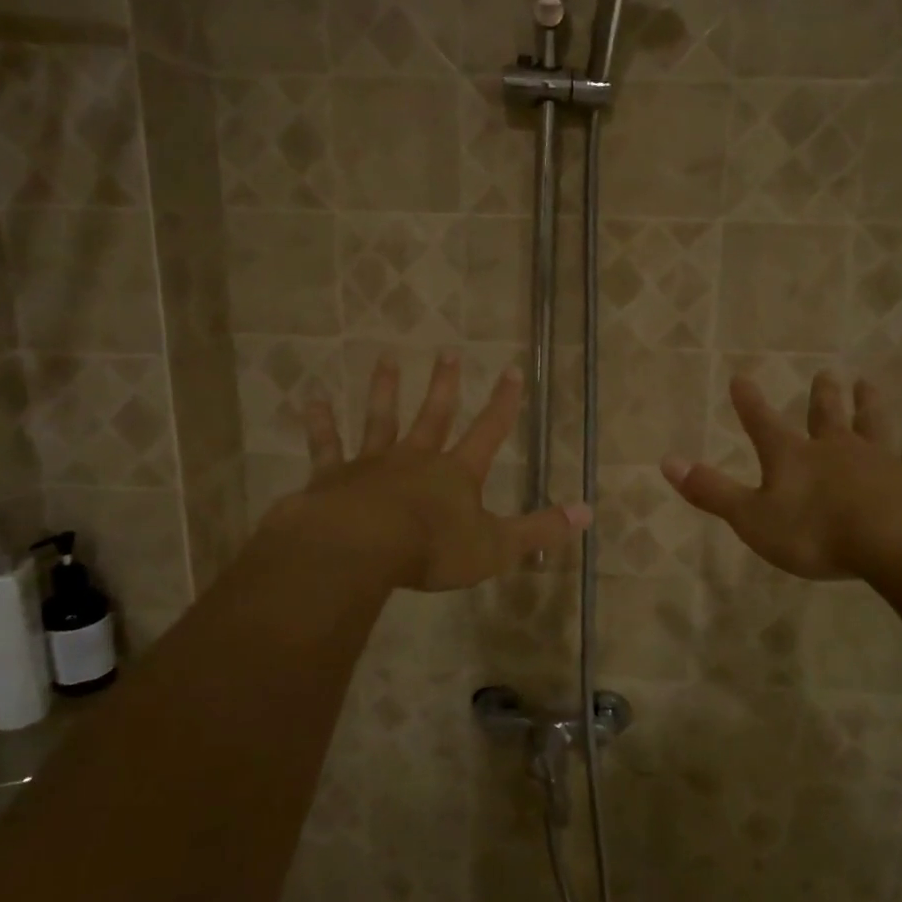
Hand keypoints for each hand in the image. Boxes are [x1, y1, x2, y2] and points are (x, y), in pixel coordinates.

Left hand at [261, 352, 590, 591]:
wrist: (362, 549)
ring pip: (381, 419)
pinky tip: (313, 400)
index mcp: (456, 474)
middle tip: (448, 352)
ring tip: (386, 359)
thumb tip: (589, 511)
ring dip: (385, 389)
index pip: (488, 431)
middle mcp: (416, 459)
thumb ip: (540, 529)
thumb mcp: (496, 546)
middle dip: (444, 385)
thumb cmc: (432, 549)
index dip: (502, 403)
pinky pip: (327, 446)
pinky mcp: (334, 476)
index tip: (511, 370)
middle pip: (433, 415)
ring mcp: (372, 464)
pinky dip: (321, 424)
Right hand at [661, 372, 901, 584]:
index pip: (762, 423)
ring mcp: (877, 459)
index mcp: (792, 458)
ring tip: (866, 382)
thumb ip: (711, 491)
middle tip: (825, 373)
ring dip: (867, 403)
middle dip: (821, 396)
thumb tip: (666, 461)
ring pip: (870, 423)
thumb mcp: (751, 518)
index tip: (740, 377)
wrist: (891, 542)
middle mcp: (834, 449)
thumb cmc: (814, 532)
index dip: (749, 402)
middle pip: (824, 416)